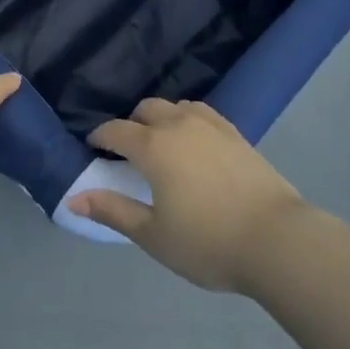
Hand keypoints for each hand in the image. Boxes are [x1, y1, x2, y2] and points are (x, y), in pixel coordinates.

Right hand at [68, 99, 310, 291]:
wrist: (276, 239)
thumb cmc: (208, 242)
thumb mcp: (153, 236)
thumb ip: (113, 211)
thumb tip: (73, 199)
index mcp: (153, 146)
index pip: (116, 130)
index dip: (101, 137)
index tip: (94, 147)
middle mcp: (177, 124)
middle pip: (145, 109)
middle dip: (131, 124)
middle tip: (128, 151)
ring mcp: (209, 124)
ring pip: (174, 107)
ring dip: (160, 118)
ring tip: (161, 144)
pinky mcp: (233, 131)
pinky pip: (200, 112)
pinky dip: (187, 119)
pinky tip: (193, 140)